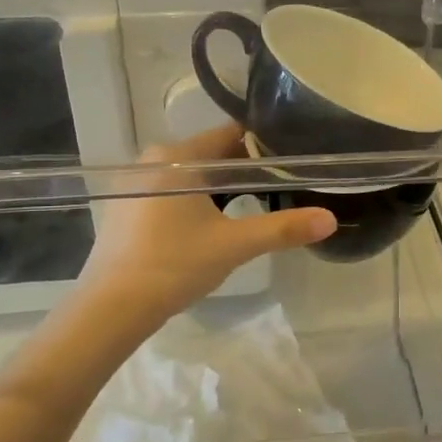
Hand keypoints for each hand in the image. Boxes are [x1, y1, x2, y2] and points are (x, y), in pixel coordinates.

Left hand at [76, 124, 335, 328]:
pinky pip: (171, 190)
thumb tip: (330, 220)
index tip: (291, 160)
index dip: (264, 146)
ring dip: (220, 187)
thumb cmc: (174, 265)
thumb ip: (283, 229)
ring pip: (191, 174)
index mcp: (179, 157)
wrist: (111, 306)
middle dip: (245, 170)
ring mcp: (135, 183)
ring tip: (251, 206)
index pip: (231, 135)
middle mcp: (153, 159)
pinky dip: (196, 200)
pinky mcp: (126, 207)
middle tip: (279, 187)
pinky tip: (210, 224)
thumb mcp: (234, 245)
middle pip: (211, 154)